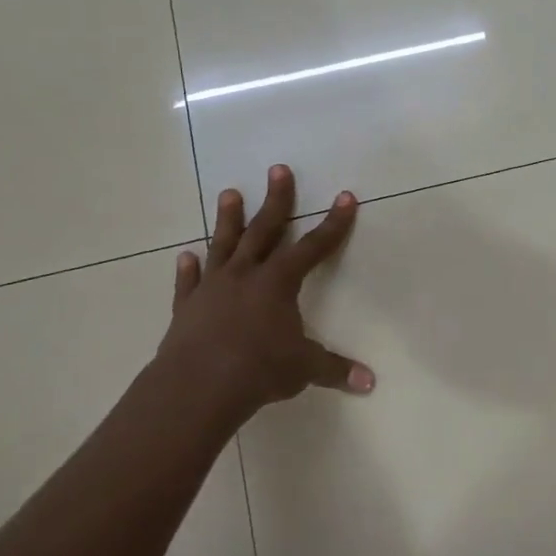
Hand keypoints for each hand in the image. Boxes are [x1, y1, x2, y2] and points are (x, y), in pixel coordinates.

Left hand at [153, 164, 373, 430]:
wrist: (197, 386)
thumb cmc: (259, 370)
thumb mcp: (304, 369)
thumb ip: (335, 369)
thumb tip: (369, 383)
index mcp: (278, 283)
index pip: (313, 247)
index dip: (333, 224)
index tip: (345, 198)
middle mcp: (245, 275)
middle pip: (264, 230)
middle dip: (276, 200)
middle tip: (279, 170)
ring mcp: (213, 288)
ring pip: (223, 245)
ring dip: (228, 219)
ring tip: (229, 192)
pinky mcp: (187, 307)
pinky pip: (189, 282)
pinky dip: (188, 270)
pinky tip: (185, 256)